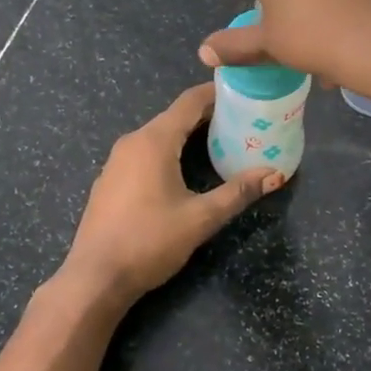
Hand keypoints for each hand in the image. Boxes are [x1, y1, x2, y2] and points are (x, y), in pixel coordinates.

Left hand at [58, 84, 282, 310]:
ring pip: (158, 136)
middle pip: (174, 117)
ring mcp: (116, 161)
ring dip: (187, 135)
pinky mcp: (110, 180)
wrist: (96, 277)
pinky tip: (184, 170)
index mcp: (153, 141)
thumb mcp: (200, 218)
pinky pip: (144, 153)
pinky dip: (168, 152)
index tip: (243, 92)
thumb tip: (274, 174)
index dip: (216, 94)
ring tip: (220, 143)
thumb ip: (237, 192)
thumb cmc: (150, 241)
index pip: (189, 102)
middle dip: (207, 116)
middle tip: (241, 122)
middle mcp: (132, 142)